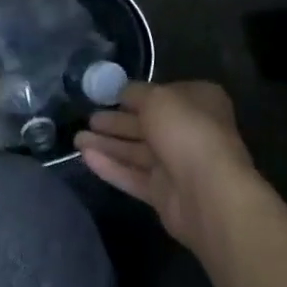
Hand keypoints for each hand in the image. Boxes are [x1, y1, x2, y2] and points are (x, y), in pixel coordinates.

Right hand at [77, 81, 257, 254]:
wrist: (208, 193)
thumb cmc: (186, 131)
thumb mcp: (157, 98)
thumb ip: (135, 93)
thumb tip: (122, 92)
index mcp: (199, 103)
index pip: (163, 94)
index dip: (136, 95)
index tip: (108, 94)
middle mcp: (190, 132)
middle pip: (146, 124)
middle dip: (116, 121)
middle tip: (89, 118)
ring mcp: (178, 165)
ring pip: (137, 151)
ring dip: (108, 144)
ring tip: (77, 138)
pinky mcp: (164, 194)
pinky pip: (133, 176)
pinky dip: (111, 166)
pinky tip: (85, 157)